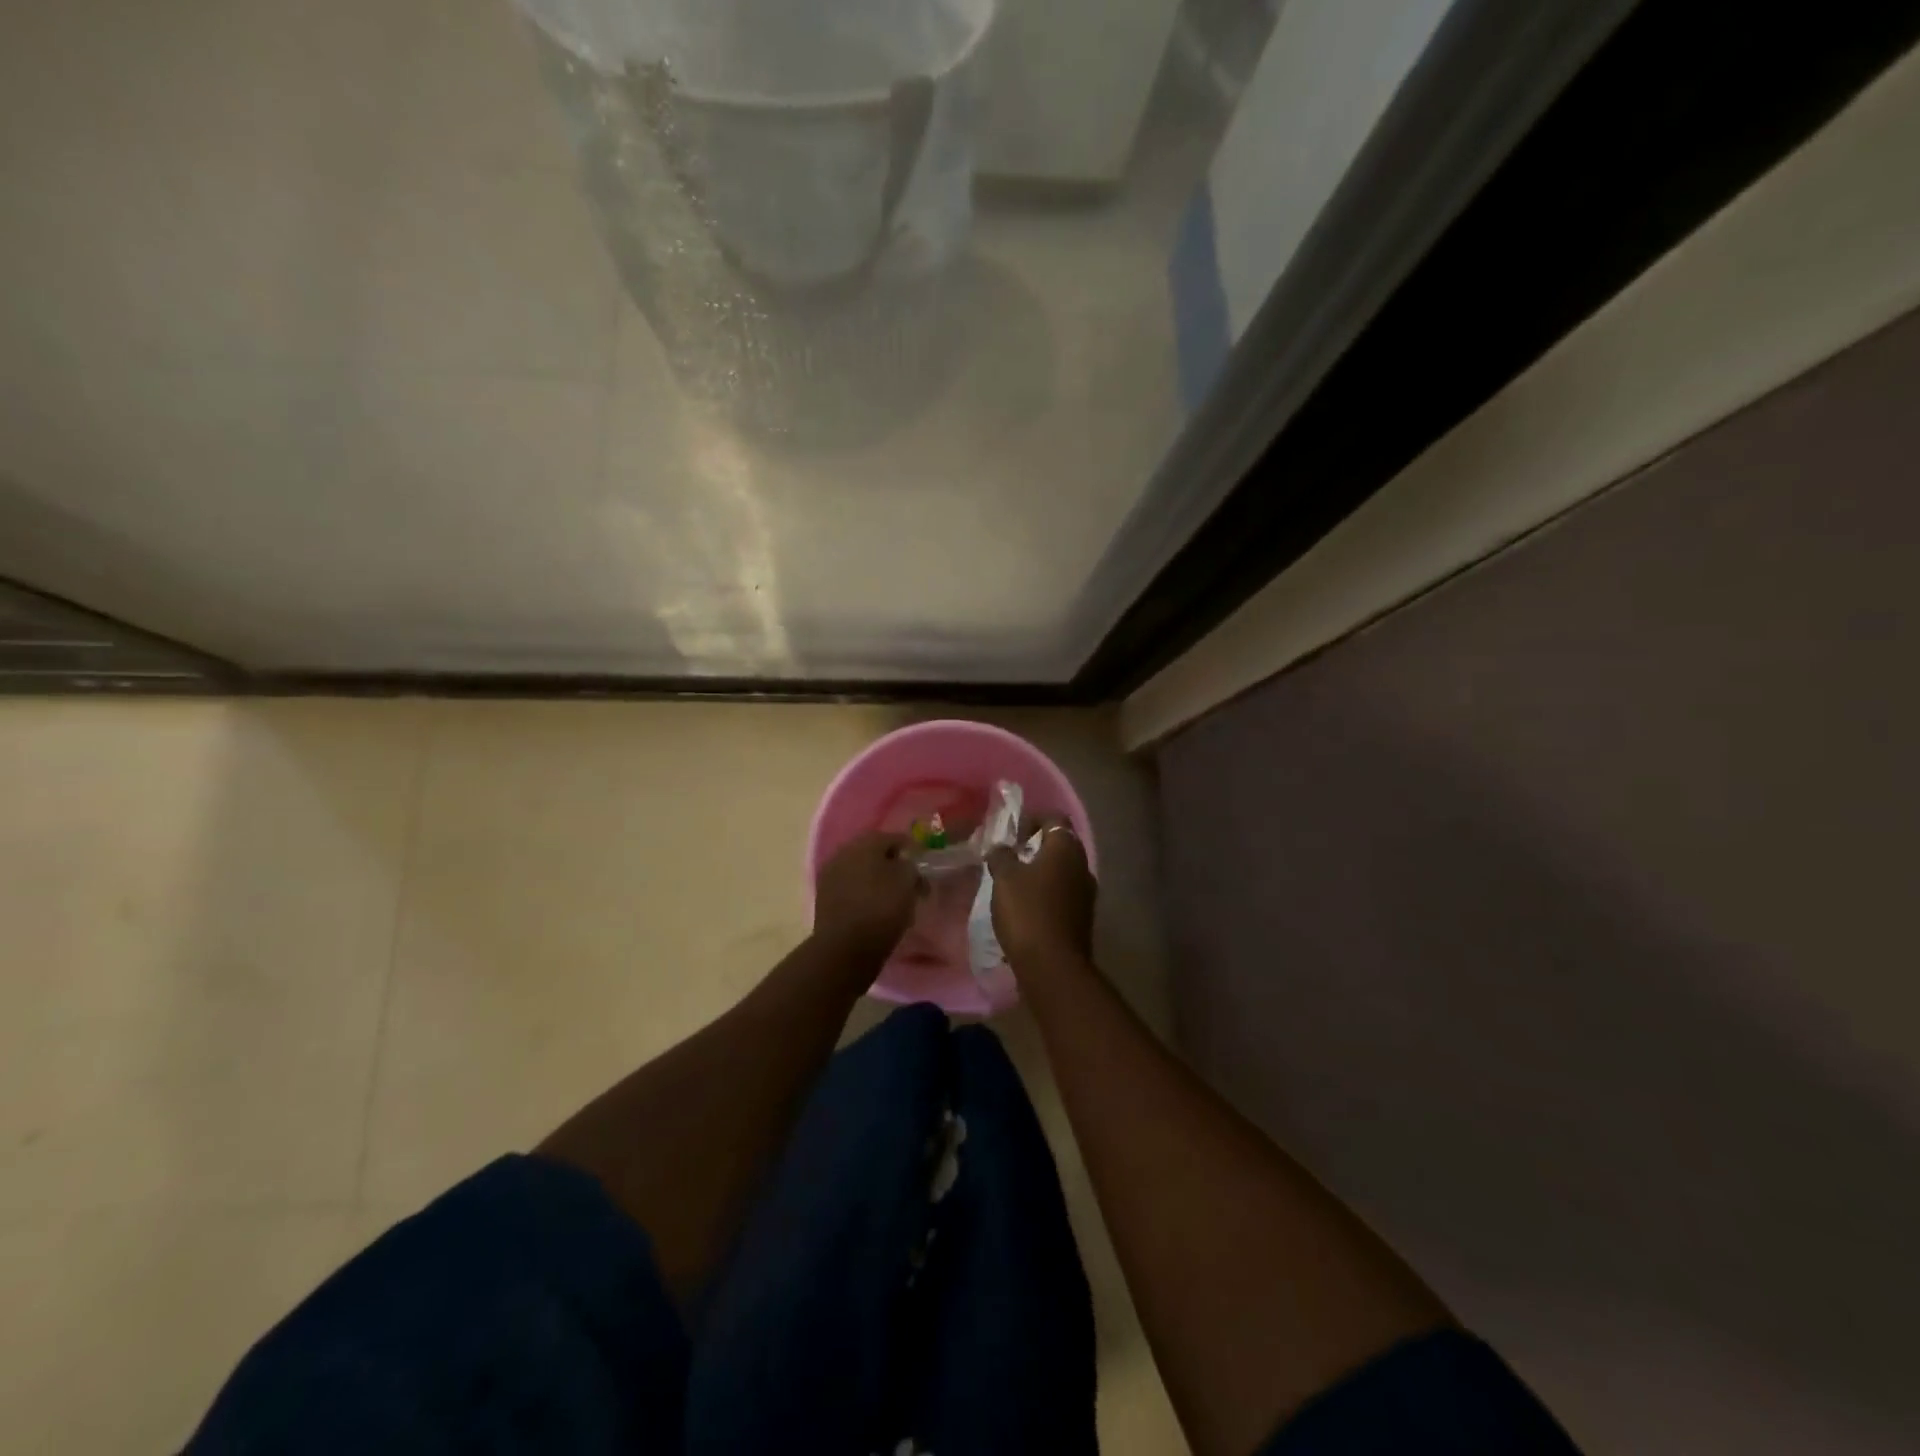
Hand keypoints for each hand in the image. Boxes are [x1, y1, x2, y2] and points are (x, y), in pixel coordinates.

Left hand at [812, 831, 920, 962]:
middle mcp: (844, 852)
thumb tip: (906, 864)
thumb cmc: (881, 909)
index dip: (911, 848)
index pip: (893, 837)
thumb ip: (911, 866)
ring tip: (892, 896)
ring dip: (876, 879)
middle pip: (873, 852)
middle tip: (908, 878)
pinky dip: (864, 893)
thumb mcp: (907, 883)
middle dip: (891, 863)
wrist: (844, 947)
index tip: (923, 862)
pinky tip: (874, 907)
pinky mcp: (824, 897)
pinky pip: (850, 888)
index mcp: (865, 843)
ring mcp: (831, 874)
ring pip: (860, 870)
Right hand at [988, 817, 1096, 967]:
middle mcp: (1082, 866)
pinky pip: (1063, 895)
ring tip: (1014, 883)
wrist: (1053, 966)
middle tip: (1010, 857)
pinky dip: (1046, 893)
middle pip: (1060, 845)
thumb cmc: (1027, 911)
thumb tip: (1001, 847)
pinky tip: (1026, 906)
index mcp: (1066, 848)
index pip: (1054, 819)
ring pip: (1062, 871)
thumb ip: (1002, 856)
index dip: (1032, 820)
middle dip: (1035, 847)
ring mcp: (1086, 894)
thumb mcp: (1005, 878)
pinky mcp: (1082, 918)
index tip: (1011, 834)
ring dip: (1041, 872)